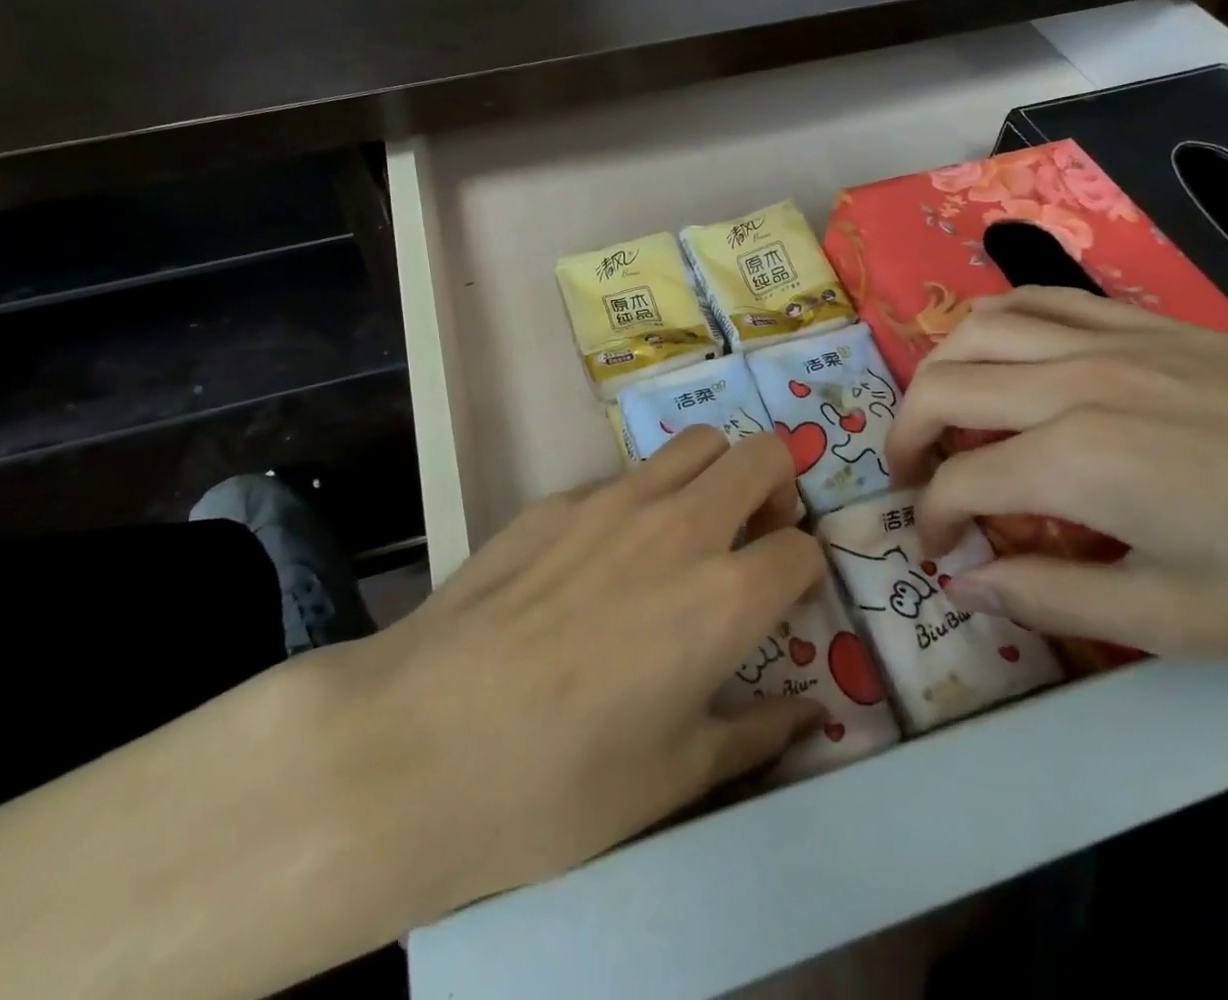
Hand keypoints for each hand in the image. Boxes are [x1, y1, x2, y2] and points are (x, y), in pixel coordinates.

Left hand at [285, 427, 827, 924]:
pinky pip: (625, 476)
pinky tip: (602, 558)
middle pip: (762, 455)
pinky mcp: (555, 498)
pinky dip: (643, 499)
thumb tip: (807, 714)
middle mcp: (680, 527)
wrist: (420, 742)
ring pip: (696, 444)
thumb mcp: (674, 779)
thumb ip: (755, 734)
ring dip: (714, 474)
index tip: (787, 596)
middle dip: (777, 487)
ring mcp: (612, 501)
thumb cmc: (559, 783)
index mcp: (724, 597)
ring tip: (689, 528)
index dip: (805, 572)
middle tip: (754, 534)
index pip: (802, 549)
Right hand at [885, 287, 1227, 676]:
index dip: (931, 521)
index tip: (939, 554)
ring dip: (941, 369)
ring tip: (947, 411)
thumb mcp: (1178, 621)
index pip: (958, 481)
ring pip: (979, 326)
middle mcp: (1072, 382)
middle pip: (943, 387)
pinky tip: (1008, 355)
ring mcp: (1110, 341)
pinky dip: (998, 323)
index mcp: (1076, 460)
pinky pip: (1041, 299)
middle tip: (915, 480)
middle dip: (906, 437)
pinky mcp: (1147, 324)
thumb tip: (964, 583)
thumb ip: (1049, 596)